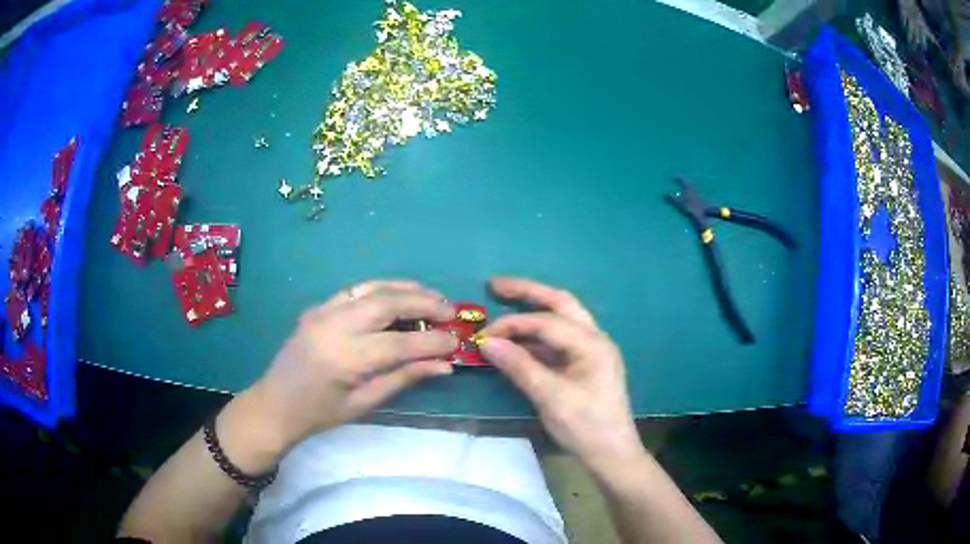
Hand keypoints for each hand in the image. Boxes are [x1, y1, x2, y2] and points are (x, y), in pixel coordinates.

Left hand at [247, 281, 457, 448]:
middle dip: (424, 303)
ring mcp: (324, 311)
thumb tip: (444, 365)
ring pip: (373, 288)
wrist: (276, 403)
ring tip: (432, 296)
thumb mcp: (364, 403)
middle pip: (388, 303)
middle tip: (450, 311)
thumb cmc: (320, 413)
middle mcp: (335, 326)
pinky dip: (382, 289)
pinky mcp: (319, 307)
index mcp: (346, 358)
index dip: (433, 341)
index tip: (457, 342)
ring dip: (406, 289)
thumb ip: (404, 378)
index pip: (401, 342)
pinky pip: (356, 290)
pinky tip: (399, 295)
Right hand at [480, 278, 643, 470]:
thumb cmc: (585, 426)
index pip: (546, 321)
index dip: (512, 324)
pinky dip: (536, 337)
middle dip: (528, 292)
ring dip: (532, 313)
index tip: (483, 336)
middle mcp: (594, 339)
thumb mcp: (551, 397)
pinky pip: (558, 341)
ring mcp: (590, 351)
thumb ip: (519, 366)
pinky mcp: (583, 364)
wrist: (611, 454)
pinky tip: (517, 342)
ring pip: (560, 319)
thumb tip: (486, 342)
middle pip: (560, 303)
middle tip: (495, 285)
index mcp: (592, 343)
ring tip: (503, 306)